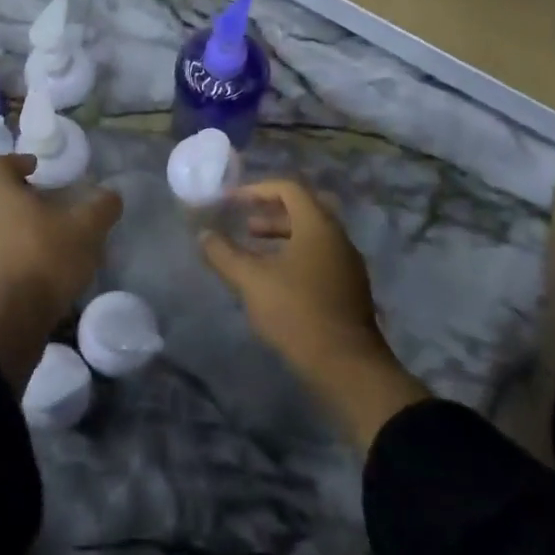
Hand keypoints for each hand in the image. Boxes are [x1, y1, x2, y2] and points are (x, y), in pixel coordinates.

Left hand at [0, 153, 122, 391]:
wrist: (8, 322)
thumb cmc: (43, 260)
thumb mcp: (86, 229)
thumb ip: (101, 207)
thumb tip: (110, 195)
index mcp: (0, 196)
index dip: (17, 161)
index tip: (38, 168)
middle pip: (1, 201)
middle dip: (29, 203)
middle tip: (58, 211)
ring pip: (2, 234)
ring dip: (26, 236)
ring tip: (58, 248)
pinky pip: (2, 265)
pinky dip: (22, 265)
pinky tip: (47, 279)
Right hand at [200, 180, 430, 448]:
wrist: (347, 366)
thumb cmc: (297, 312)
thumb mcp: (251, 281)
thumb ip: (224, 254)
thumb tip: (203, 235)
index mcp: (318, 226)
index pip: (289, 188)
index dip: (258, 189)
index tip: (233, 202)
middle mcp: (338, 238)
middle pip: (304, 210)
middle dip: (271, 213)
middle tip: (245, 226)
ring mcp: (348, 265)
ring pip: (313, 236)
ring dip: (282, 237)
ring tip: (254, 254)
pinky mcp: (350, 289)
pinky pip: (320, 258)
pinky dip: (295, 256)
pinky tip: (275, 282)